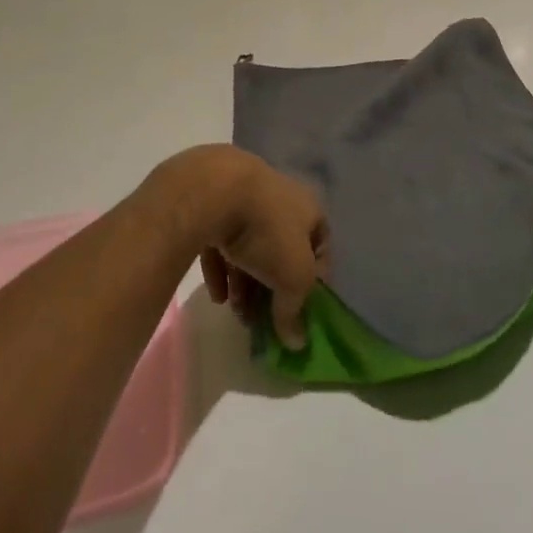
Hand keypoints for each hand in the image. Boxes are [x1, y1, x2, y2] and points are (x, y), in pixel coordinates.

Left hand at [150, 146, 327, 349]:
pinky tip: (216, 295)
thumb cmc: (268, 231)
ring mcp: (243, 197)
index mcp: (308, 207)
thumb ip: (295, 310)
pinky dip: (221, 268)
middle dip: (272, 287)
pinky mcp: (212, 202)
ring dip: (245, 281)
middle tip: (261, 317)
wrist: (215, 190)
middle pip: (280, 249)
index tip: (300, 309)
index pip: (320, 245)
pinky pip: (220, 240)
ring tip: (235, 311)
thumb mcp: (294, 277)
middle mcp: (279, 198)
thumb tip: (296, 342)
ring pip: (249, 246)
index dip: (314, 280)